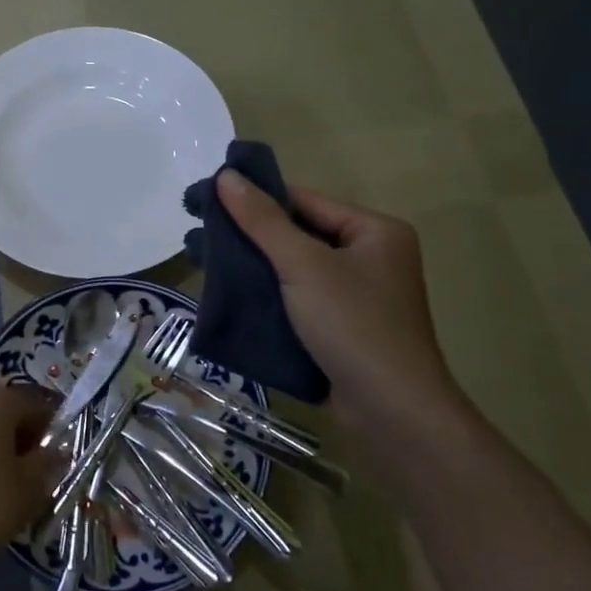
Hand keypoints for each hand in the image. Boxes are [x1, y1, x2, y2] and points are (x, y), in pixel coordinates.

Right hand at [217, 170, 466, 439]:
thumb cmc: (353, 326)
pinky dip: (266, 294)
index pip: (304, 201)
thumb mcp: (304, 265)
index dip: (255, 197)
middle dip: (248, 234)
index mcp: (374, 231)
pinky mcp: (341, 328)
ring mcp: (357, 295)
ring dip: (252, 265)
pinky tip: (228, 293)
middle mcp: (370, 257)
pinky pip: (297, 298)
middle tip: (198, 231)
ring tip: (201, 260)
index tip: (207, 197)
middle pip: (298, 233)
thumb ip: (263, 220)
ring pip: (293, 268)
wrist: (393, 414)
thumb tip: (225, 175)